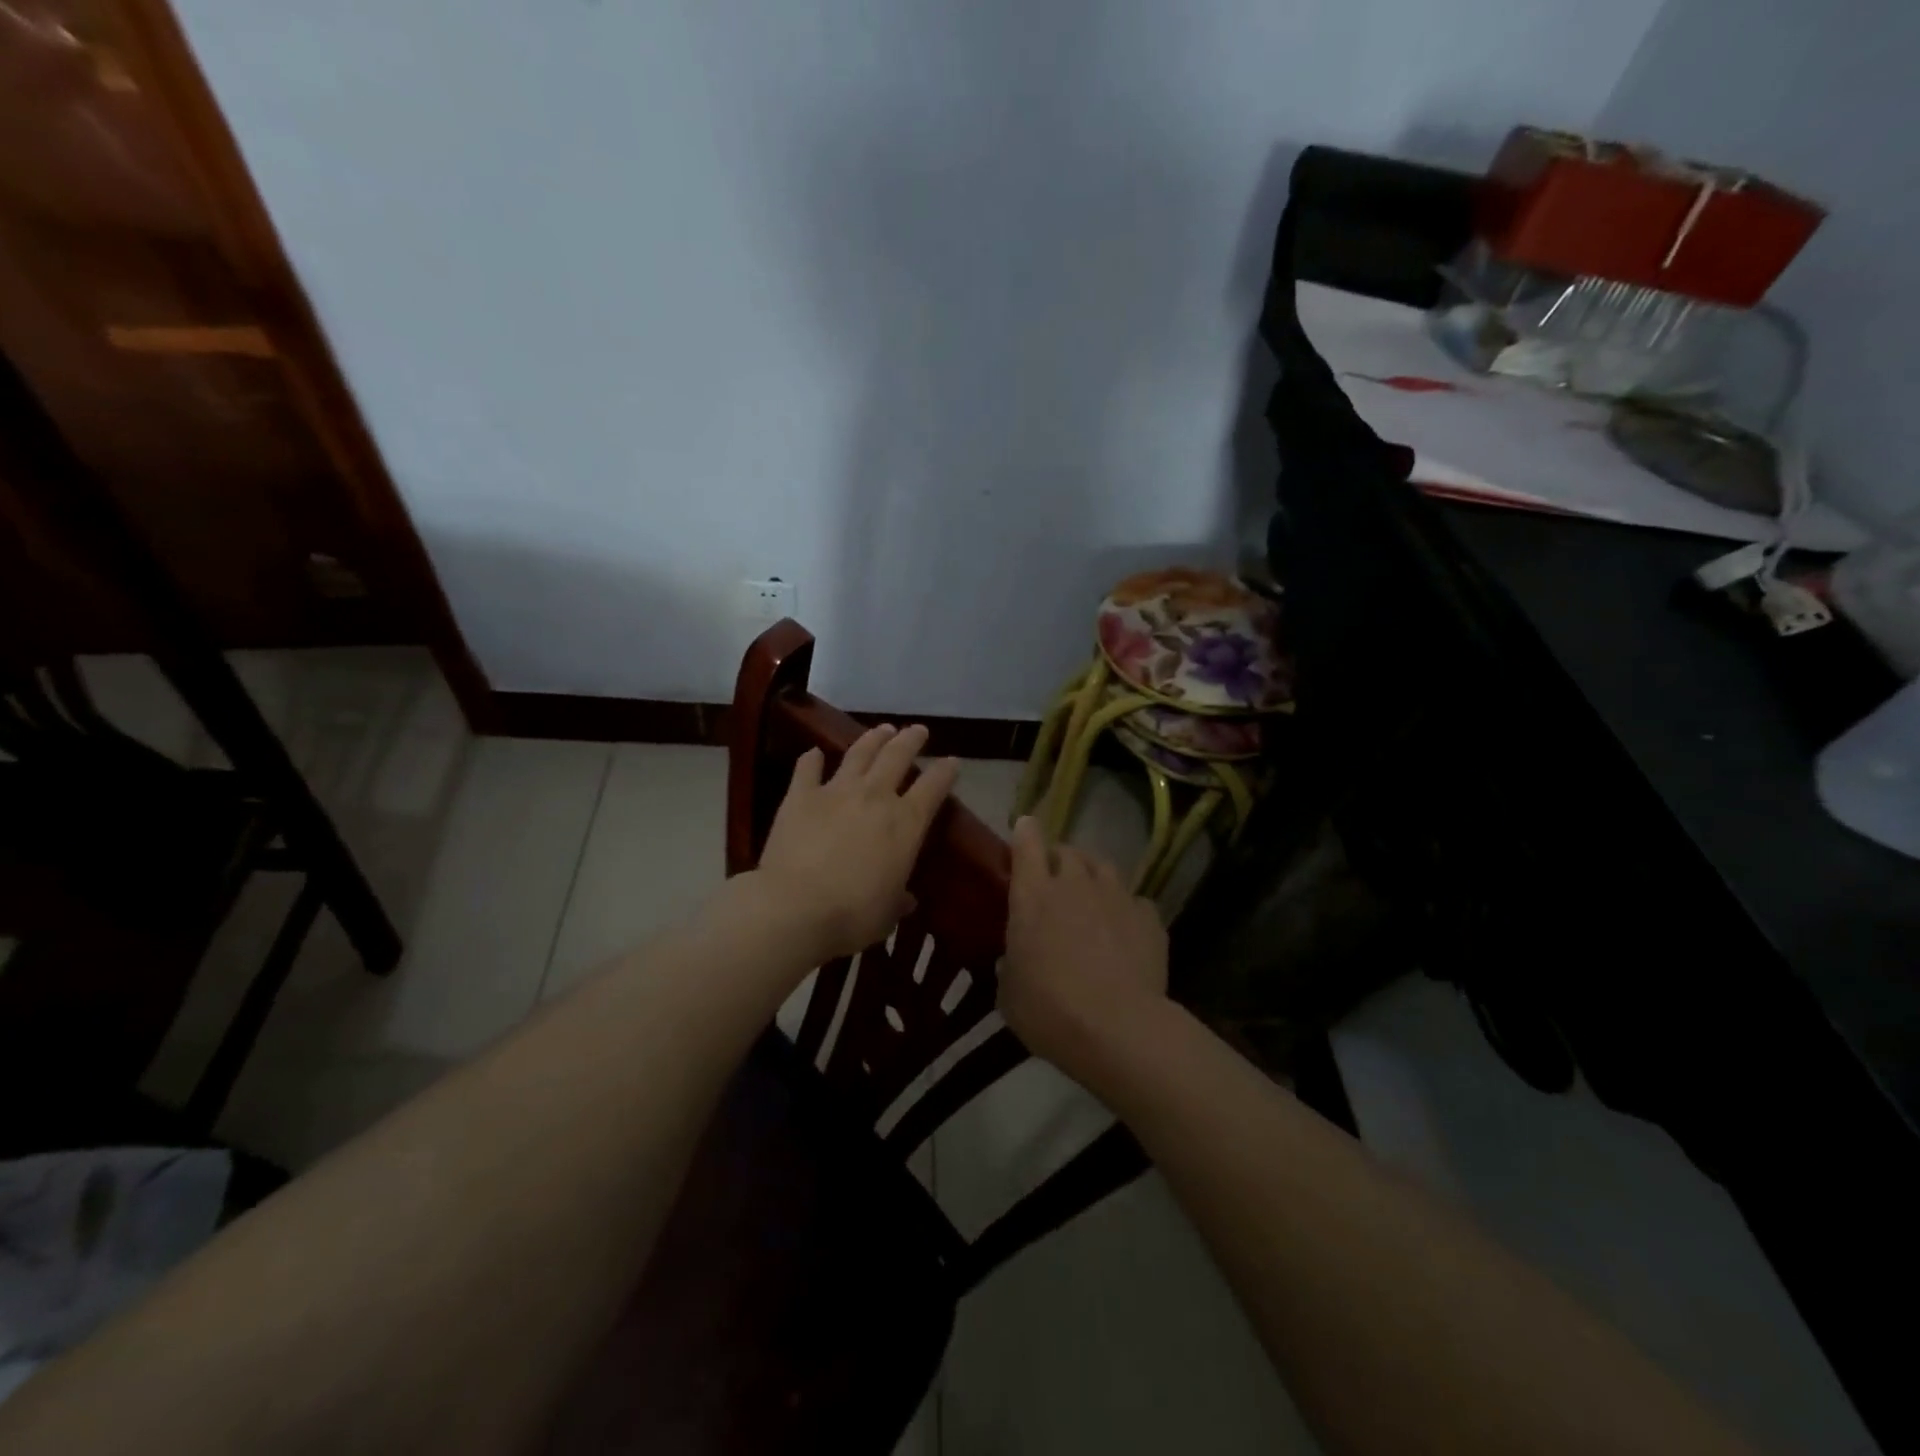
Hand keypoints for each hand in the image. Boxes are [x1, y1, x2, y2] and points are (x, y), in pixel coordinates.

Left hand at [755, 724, 959, 961]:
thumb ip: (898, 900)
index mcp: (906, 824)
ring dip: (873, 738)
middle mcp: (875, 797)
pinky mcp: (800, 796)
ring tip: (882, 729)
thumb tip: (907, 900)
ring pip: (859, 753)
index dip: (946, 771)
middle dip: (911, 740)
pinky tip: (814, 753)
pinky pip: (807, 769)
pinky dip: (812, 759)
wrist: (794, 908)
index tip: (952, 762)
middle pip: (898, 756)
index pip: (934, 787)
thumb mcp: (887, 914)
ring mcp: (836, 791)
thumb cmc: (852, 915)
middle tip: (918, 730)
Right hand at [999, 816, 1168, 1075]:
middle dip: (1060, 859)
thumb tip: (1015, 960)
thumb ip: (1012, 965)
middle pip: (1068, 851)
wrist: (1118, 1029)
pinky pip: (1135, 901)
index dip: (1025, 832)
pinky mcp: (1149, 917)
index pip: (1027, 844)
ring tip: (1093, 897)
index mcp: (1033, 896)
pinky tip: (1126, 931)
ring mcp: (1116, 897)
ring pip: (1103, 867)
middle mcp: (1074, 884)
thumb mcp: (1010, 994)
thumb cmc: (1049, 1011)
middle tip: (1056, 880)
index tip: (1025, 827)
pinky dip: (1127, 909)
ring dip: (1093, 876)